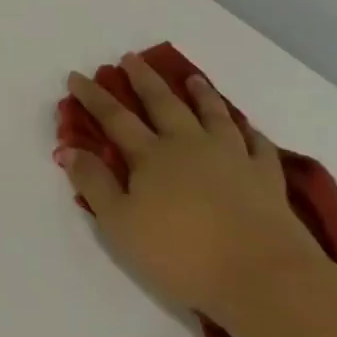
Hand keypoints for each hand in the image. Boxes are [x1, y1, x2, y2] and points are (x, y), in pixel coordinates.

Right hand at [60, 55, 326, 320]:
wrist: (266, 279)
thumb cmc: (182, 253)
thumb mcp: (120, 223)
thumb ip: (93, 183)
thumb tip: (69, 149)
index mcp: (151, 156)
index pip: (114, 118)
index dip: (93, 97)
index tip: (77, 76)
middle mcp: (189, 146)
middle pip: (163, 104)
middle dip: (144, 80)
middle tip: (131, 57)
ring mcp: (232, 159)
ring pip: (213, 116)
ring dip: (200, 94)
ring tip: (192, 78)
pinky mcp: (267, 180)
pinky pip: (257, 146)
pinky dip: (249, 132)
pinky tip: (246, 128)